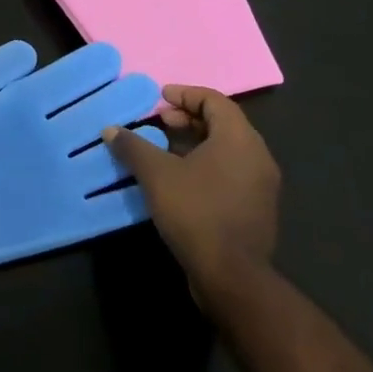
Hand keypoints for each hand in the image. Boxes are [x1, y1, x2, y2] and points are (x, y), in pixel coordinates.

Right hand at [101, 84, 280, 296]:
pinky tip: (182, 180)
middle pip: (223, 123)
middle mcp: (258, 156)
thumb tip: (110, 130)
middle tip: (161, 122)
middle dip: (189, 118)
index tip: (160, 98)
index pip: (214, 100)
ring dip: (198, 143)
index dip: (185, 94)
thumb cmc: (196, 212)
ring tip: (167, 149)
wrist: (232, 278)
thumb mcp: (156, 175)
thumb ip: (133, 146)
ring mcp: (262, 186)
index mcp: (239, 139)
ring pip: (228, 150)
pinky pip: (232, 173)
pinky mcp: (258, 210)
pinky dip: (208, 165)